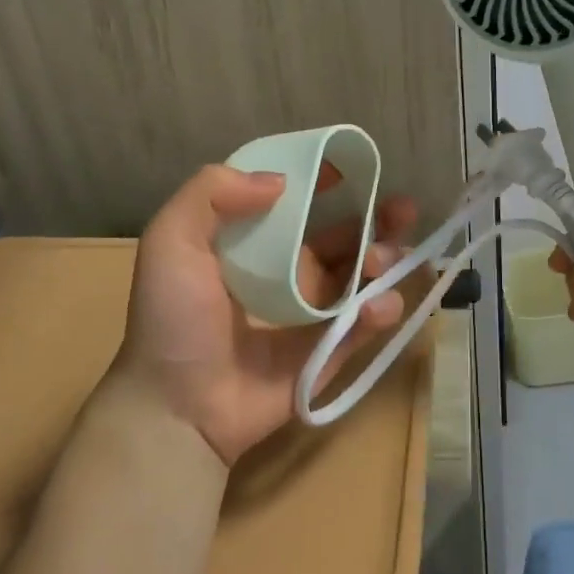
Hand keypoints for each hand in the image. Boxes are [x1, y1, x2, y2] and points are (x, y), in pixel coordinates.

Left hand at [117, 163, 418, 465]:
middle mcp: (289, 275)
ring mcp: (312, 316)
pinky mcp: (329, 353)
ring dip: (385, 261)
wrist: (177, 407)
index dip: (325, 183)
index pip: (299, 205)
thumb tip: (279, 181)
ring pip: (364, 278)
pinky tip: (380, 303)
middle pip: (345, 239)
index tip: (351, 166)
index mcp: (256, 246)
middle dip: (378, 220)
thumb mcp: (170, 241)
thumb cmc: (173, 319)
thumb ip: (210, 194)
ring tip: (385, 260)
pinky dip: (382, 310)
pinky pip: (365, 326)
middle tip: (404, 209)